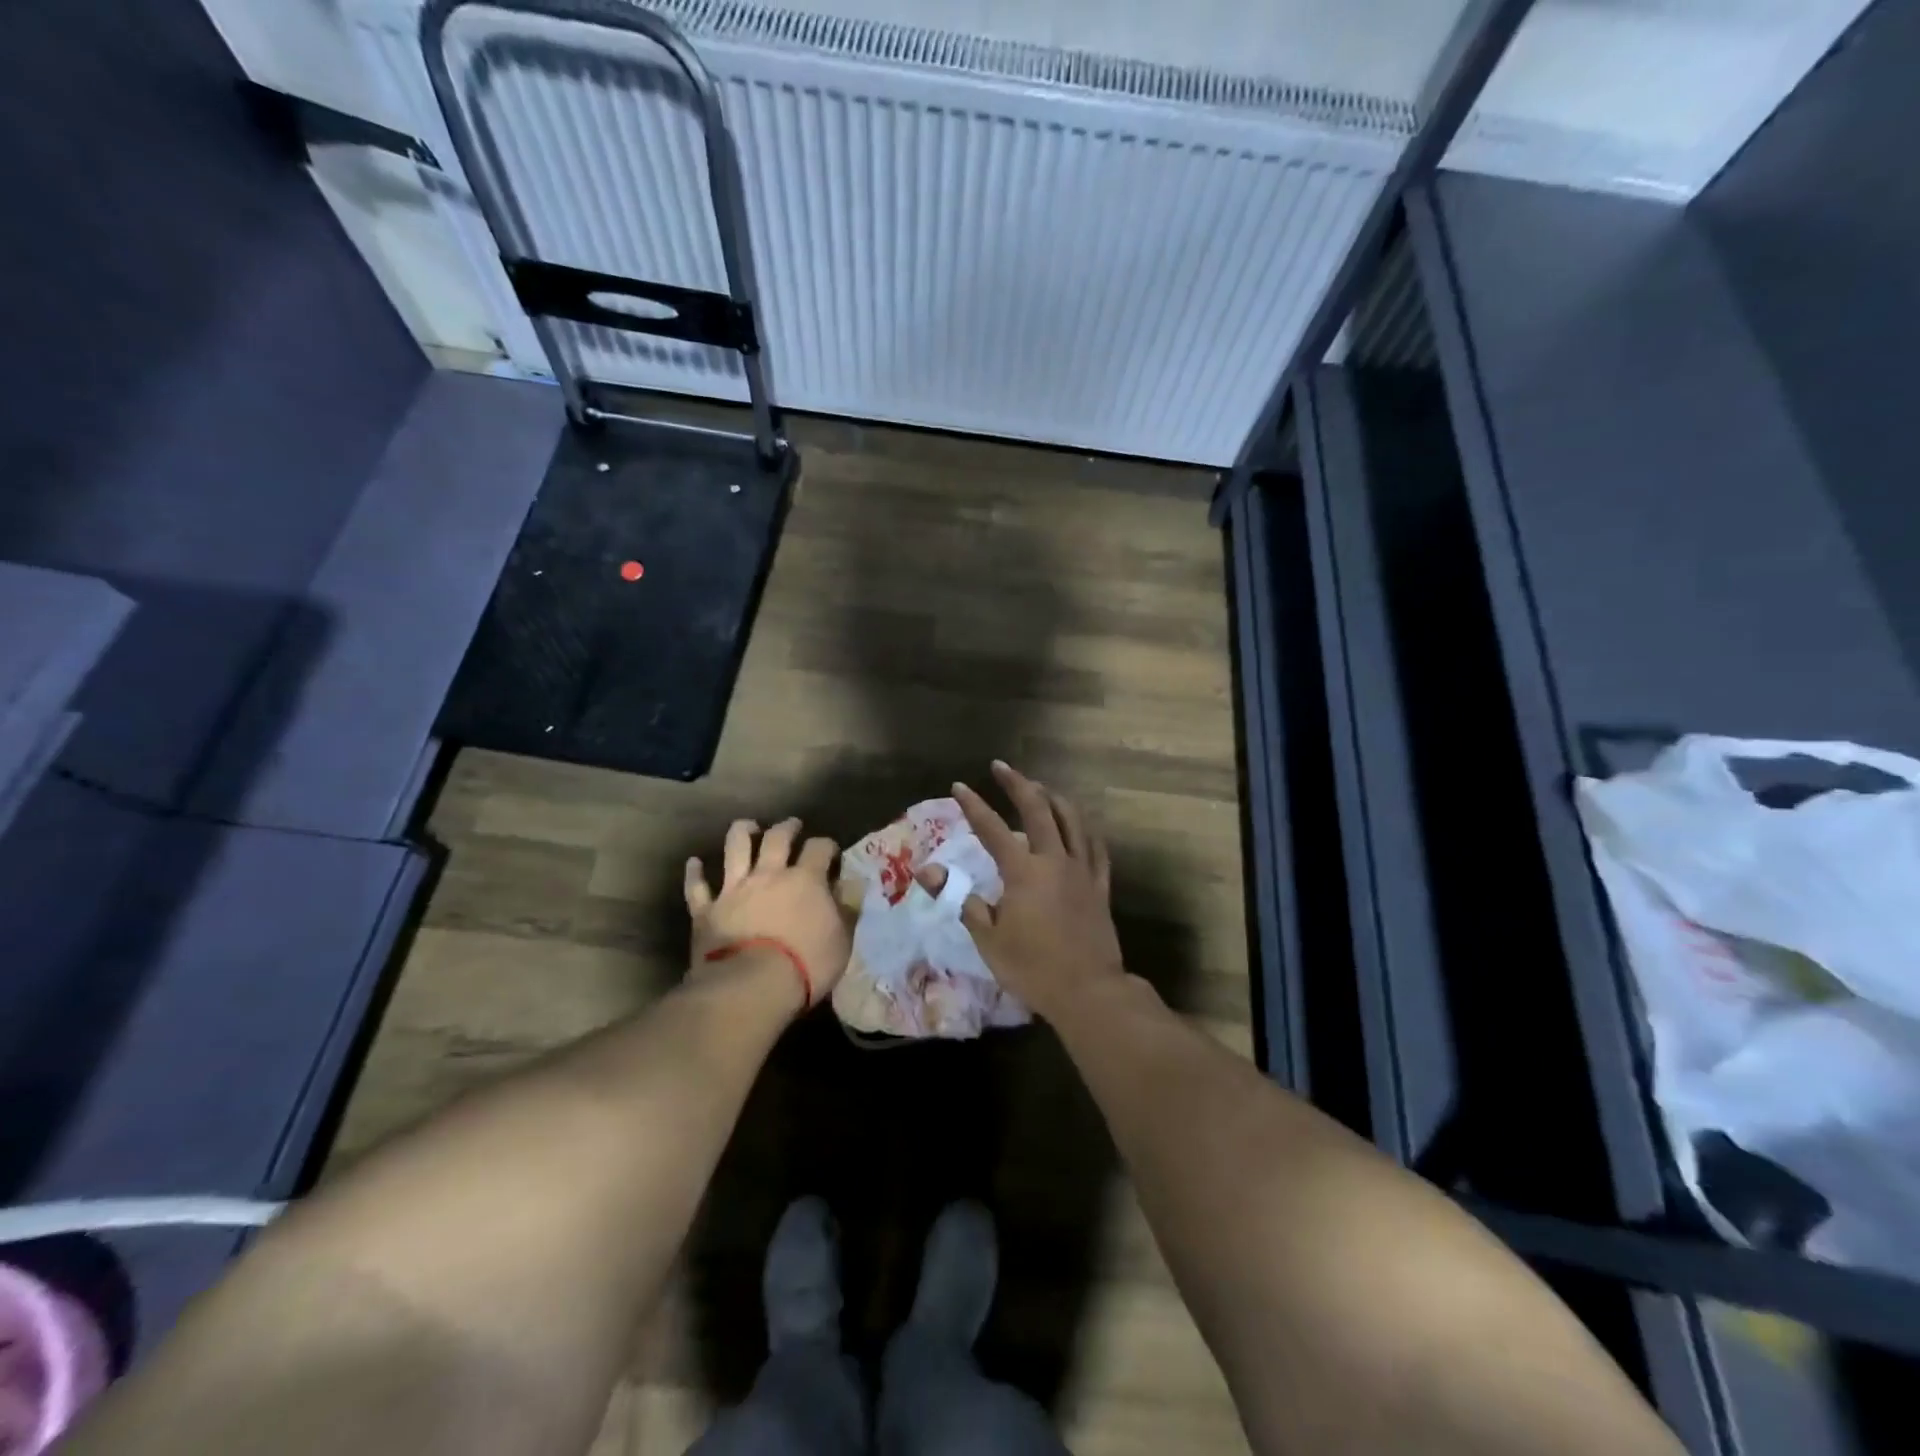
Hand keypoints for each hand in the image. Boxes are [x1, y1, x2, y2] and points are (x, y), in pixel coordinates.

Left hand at [685, 818, 849, 1010]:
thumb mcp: (841, 940)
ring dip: (741, 832)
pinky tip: (694, 863)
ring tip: (747, 826)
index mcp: (806, 880)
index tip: (831, 851)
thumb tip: (853, 884)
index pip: (820, 848)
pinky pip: (697, 887)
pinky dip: (695, 874)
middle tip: (792, 825)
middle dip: (787, 827)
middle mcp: (769, 875)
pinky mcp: (707, 910)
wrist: (751, 986)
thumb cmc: (806, 965)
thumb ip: (847, 908)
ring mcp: (734, 889)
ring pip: (735, 848)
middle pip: (777, 837)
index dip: (827, 846)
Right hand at [938, 761, 1123, 1020]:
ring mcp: (1081, 870)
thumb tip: (932, 874)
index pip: (992, 829)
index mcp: (1024, 871)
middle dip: (1018, 784)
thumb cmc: (1032, 967)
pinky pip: (1095, 848)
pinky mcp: (1100, 886)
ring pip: (1072, 820)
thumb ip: (963, 901)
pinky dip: (1085, 830)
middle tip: (1002, 767)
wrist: (1087, 990)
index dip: (973, 806)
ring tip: (1040, 788)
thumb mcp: (988, 938)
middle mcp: (1054, 860)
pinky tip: (1079, 826)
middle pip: (1038, 809)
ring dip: (1054, 798)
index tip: (959, 787)